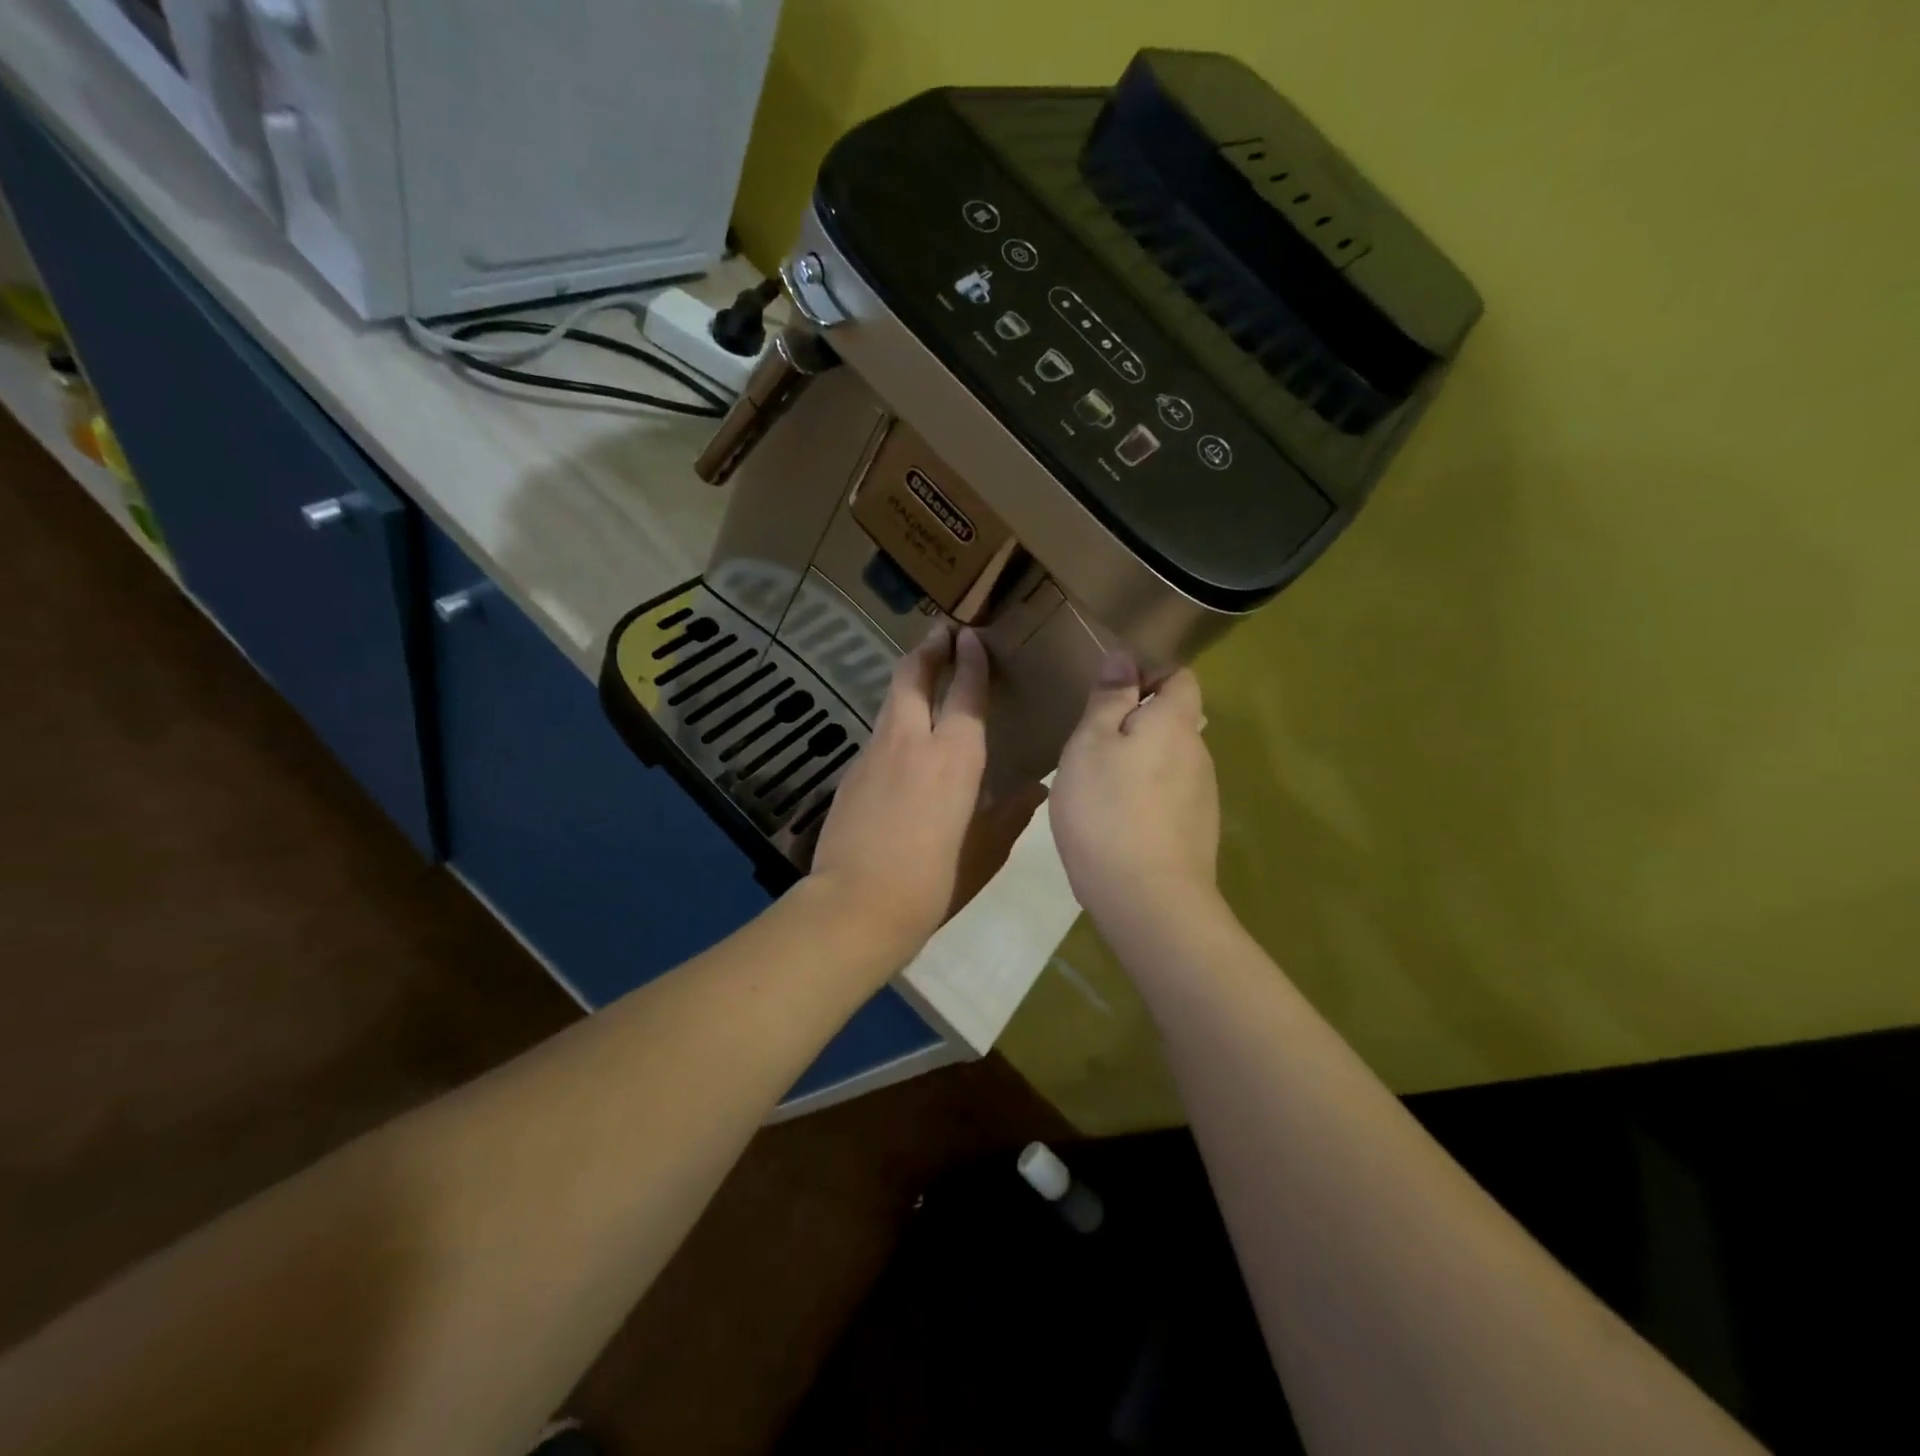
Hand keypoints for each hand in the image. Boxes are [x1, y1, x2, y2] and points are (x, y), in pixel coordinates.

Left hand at [809, 625, 1047, 964]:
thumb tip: (1035, 788)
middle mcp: (912, 741)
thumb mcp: (984, 851)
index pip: (965, 693)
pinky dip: (894, 721)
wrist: (857, 905)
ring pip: (891, 701)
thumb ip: (1010, 815)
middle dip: (928, 649)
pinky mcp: (851, 773)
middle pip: (914, 677)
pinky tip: (902, 741)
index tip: (970, 636)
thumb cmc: (934, 881)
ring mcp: (875, 753)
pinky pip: (878, 733)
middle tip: (940, 632)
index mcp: (954, 756)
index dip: (970, 661)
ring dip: (908, 680)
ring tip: (922, 672)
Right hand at [1051, 651, 1219, 930]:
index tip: (1110, 691)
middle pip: (1173, 721)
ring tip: (1096, 786)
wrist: (1146, 899)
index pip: (1180, 677)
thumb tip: (1124, 656)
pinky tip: (1115, 821)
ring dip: (1138, 763)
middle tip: (1089, 743)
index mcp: (1176, 723)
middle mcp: (1199, 753)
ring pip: (1168, 762)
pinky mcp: (1196, 831)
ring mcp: (1202, 796)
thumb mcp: (1091, 744)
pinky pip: (1168, 797)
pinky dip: (1144, 797)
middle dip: (1136, 723)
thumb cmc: (1108, 810)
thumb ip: (1109, 698)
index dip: (1149, 673)